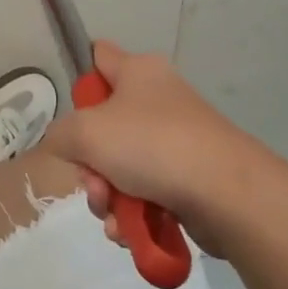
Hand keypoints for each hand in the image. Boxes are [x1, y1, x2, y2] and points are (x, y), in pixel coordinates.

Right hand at [47, 42, 268, 255]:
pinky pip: (147, 192)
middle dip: (90, 163)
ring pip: (122, 166)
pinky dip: (133, 213)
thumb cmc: (152, 145)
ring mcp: (176, 139)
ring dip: (108, 196)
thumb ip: (60, 135)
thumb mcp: (86, 133)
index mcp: (137, 71)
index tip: (72, 110)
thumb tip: (65, 145)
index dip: (81, 77)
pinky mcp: (190, 178)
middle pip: (104, 125)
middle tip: (93, 184)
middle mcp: (158, 98)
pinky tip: (129, 232)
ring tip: (113, 216)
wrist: (227, 194)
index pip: (99, 55)